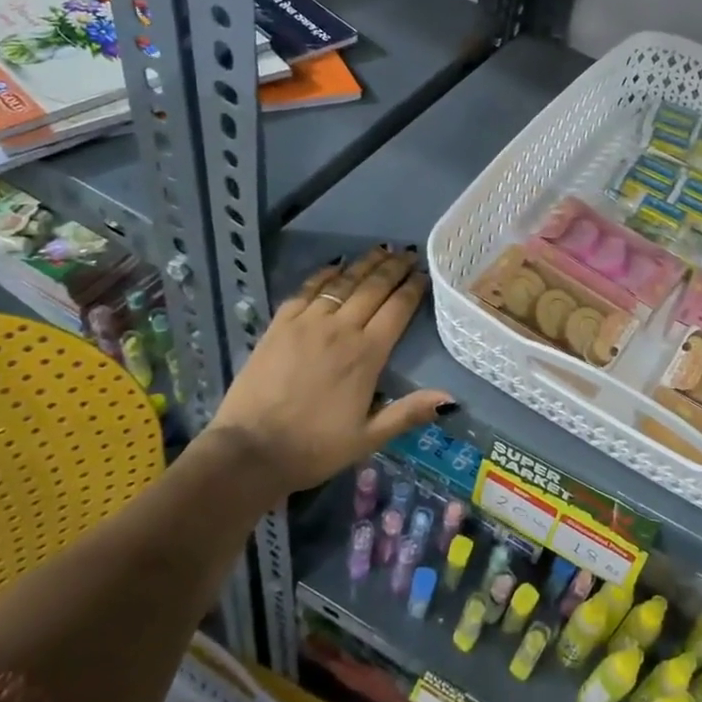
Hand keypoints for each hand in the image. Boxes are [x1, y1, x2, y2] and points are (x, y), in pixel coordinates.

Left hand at [208, 247, 452, 496]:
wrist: (250, 451)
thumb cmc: (314, 448)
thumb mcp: (368, 438)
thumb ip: (408, 413)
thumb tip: (451, 399)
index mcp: (367, 355)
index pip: (397, 310)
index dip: (413, 288)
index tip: (424, 273)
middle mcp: (340, 330)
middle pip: (373, 288)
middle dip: (394, 268)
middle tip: (408, 253)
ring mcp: (307, 323)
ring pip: (342, 283)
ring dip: (364, 264)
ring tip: (381, 250)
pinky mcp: (279, 325)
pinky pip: (306, 290)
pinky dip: (324, 274)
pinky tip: (335, 265)